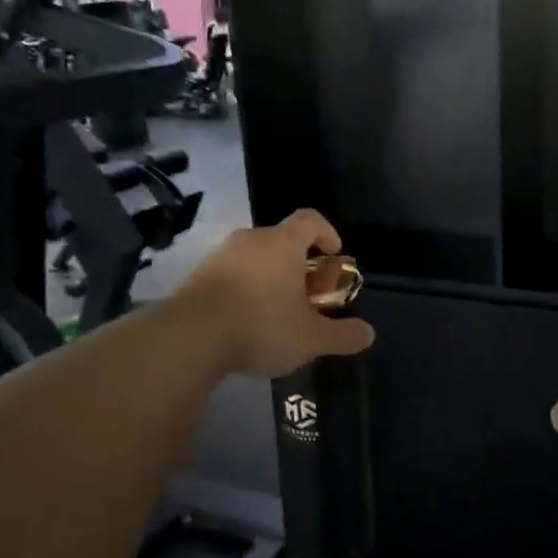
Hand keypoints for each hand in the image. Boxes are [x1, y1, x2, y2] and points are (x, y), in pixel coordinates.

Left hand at [177, 210, 374, 377]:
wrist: (189, 337)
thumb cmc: (261, 326)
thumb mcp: (310, 338)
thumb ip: (342, 335)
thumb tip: (369, 334)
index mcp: (282, 244)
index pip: (309, 219)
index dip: (326, 232)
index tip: (334, 253)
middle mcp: (250, 240)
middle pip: (280, 240)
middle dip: (297, 263)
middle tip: (307, 293)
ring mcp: (218, 256)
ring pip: (252, 258)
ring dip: (267, 277)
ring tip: (274, 311)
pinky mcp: (194, 276)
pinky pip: (228, 275)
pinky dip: (241, 290)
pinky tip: (243, 322)